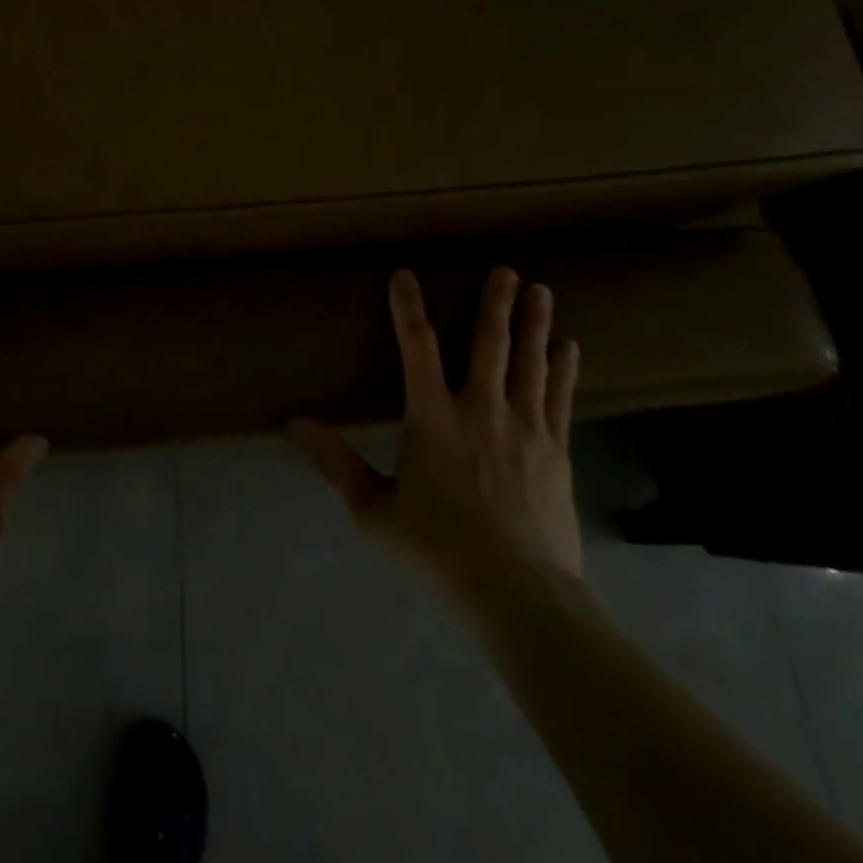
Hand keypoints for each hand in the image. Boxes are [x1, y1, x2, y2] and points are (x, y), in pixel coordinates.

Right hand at [289, 267, 582, 606]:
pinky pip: (560, 397)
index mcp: (432, 418)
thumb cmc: (437, 548)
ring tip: (540, 291)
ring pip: (529, 363)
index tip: (405, 274)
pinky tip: (569, 347)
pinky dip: (563, 368)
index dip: (407, 307)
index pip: (416, 347)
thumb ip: (335, 462)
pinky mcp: (555, 451)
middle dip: (495, 304)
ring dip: (534, 325)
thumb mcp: (372, 509)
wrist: (518, 592)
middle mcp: (480, 410)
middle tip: (505, 271)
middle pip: (489, 345)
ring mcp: (525, 428)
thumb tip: (293, 424)